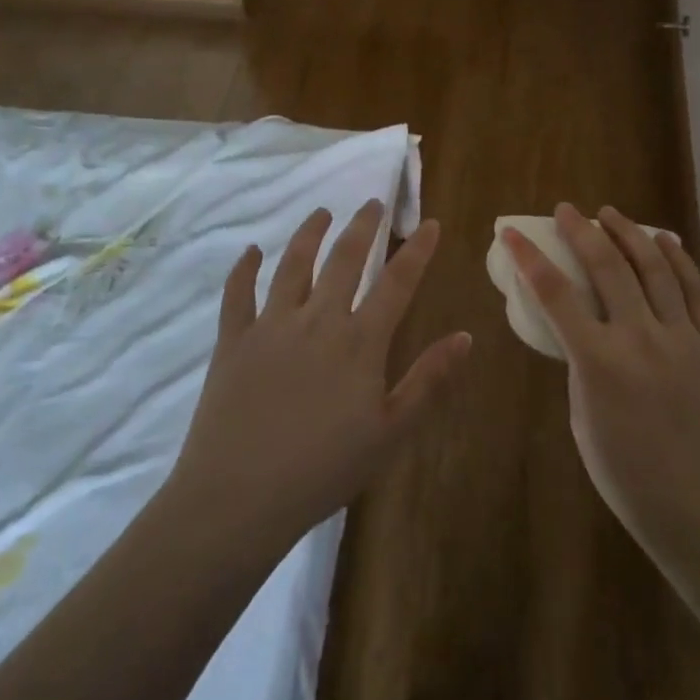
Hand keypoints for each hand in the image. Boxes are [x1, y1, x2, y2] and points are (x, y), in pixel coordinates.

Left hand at [169, 201, 469, 549]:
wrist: (239, 496)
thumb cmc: (324, 470)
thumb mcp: (391, 432)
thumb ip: (428, 380)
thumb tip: (465, 336)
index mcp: (359, 341)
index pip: (396, 282)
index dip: (417, 250)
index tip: (429, 223)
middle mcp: (317, 319)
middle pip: (344, 259)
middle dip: (363, 226)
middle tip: (373, 203)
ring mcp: (271, 326)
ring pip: (293, 265)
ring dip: (309, 234)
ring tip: (322, 212)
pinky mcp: (233, 341)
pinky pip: (238, 294)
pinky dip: (244, 268)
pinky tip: (251, 250)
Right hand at [505, 204, 699, 569]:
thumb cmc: (631, 480)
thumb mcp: (584, 422)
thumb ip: (582, 369)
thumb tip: (584, 335)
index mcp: (598, 362)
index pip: (554, 293)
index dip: (529, 257)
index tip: (513, 232)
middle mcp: (640, 337)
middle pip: (607, 266)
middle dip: (581, 231)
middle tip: (566, 211)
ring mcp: (683, 337)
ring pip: (654, 268)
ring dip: (629, 233)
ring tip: (611, 213)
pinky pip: (696, 291)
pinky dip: (679, 260)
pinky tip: (665, 241)